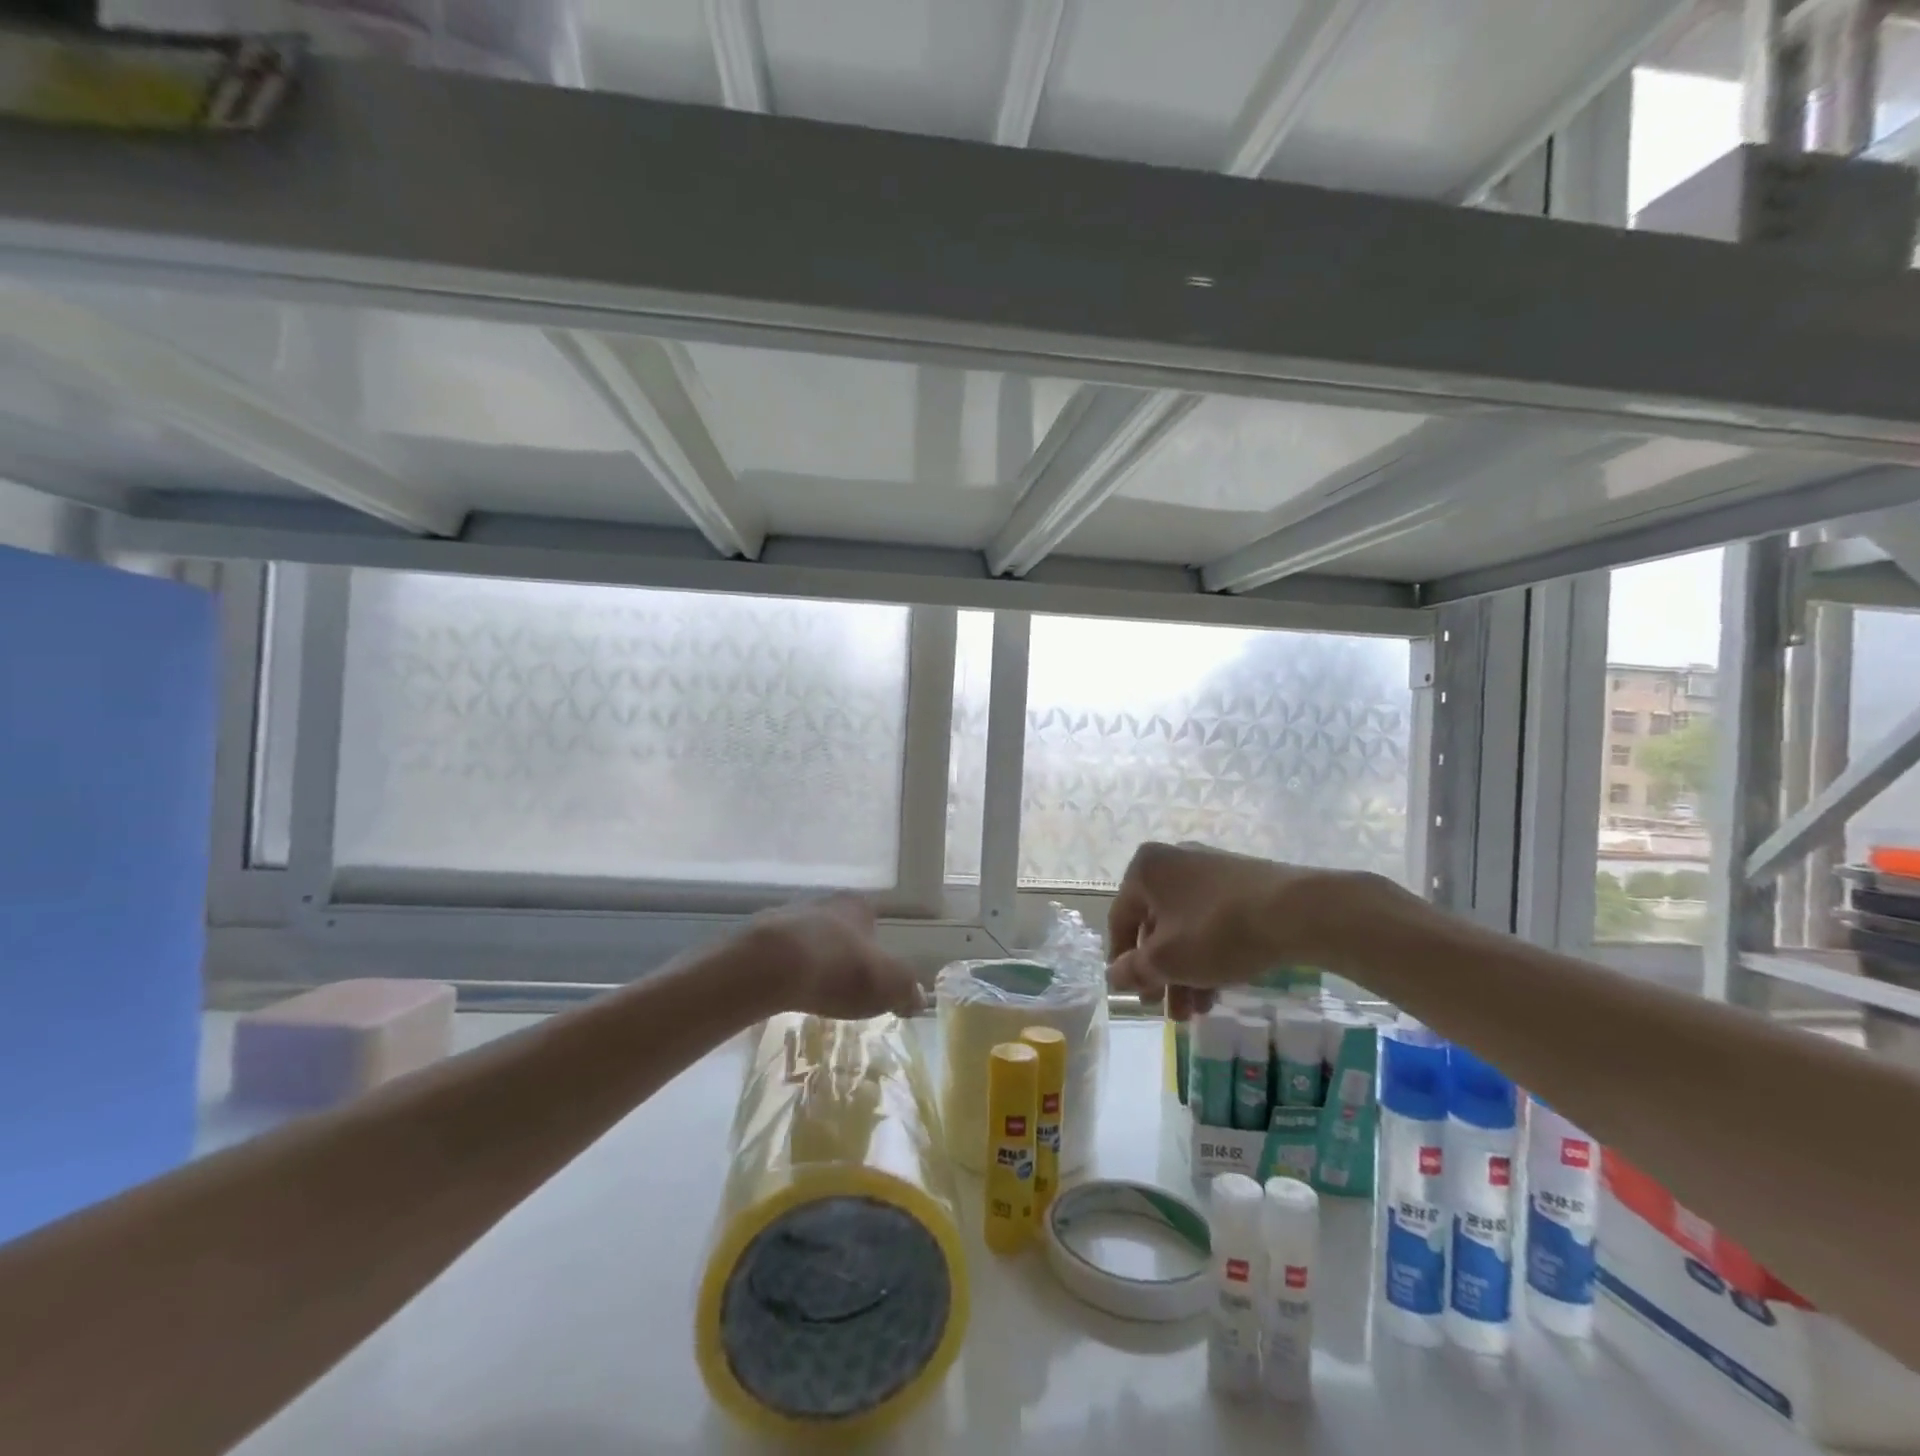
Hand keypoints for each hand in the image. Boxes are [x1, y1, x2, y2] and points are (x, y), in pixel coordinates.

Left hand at [747, 895, 928, 1020]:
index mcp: (857, 906)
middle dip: (843, 951)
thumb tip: (918, 998)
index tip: (874, 973)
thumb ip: (906, 989)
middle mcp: (824, 902)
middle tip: (845, 984)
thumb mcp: (888, 983)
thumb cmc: (838, 969)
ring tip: (814, 990)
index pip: (873, 920)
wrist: (769, 967)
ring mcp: (787, 915)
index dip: (876, 948)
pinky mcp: (757, 936)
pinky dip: (785, 969)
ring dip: (813, 958)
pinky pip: (779, 953)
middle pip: (839, 927)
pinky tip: (786, 990)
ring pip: (808, 938)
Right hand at [1106, 842, 1365, 1019]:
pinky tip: (1220, 988)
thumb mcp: (1166, 960)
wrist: (1297, 912)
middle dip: (1161, 973)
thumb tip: (1114, 975)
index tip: (1131, 994)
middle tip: (1168, 1010)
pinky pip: (1213, 919)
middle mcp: (1173, 860)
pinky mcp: (1241, 881)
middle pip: (1156, 925)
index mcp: (1145, 869)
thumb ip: (1134, 969)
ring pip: (1186, 926)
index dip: (1121, 961)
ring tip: (1198, 1011)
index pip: (1120, 919)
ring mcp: (1210, 868)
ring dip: (1186, 970)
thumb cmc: (1216, 931)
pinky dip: (1210, 952)